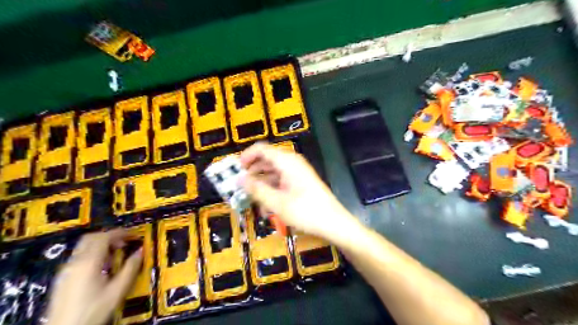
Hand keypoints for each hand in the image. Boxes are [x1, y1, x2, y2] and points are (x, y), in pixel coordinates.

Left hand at [45, 229, 143, 324]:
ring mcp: (66, 270)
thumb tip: (141, 251)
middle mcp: (75, 262)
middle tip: (125, 241)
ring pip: (84, 246)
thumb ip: (131, 268)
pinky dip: (93, 253)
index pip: (104, 237)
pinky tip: (103, 266)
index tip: (134, 235)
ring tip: (116, 253)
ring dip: (101, 244)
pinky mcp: (63, 278)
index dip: (121, 232)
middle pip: (91, 238)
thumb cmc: (94, 310)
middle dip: (110, 236)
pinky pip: (79, 256)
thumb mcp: (118, 290)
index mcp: (89, 262)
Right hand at [238, 142, 356, 240]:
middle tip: (240, 187)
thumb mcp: (277, 202)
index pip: (261, 149)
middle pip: (266, 160)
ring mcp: (297, 173)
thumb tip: (239, 179)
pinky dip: (272, 190)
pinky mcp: (300, 182)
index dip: (246, 157)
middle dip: (252, 173)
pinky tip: (267, 206)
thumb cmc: (306, 211)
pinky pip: (281, 181)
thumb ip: (256, 189)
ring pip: (273, 172)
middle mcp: (292, 163)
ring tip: (252, 200)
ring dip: (261, 185)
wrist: (334, 223)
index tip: (235, 170)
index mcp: (287, 161)